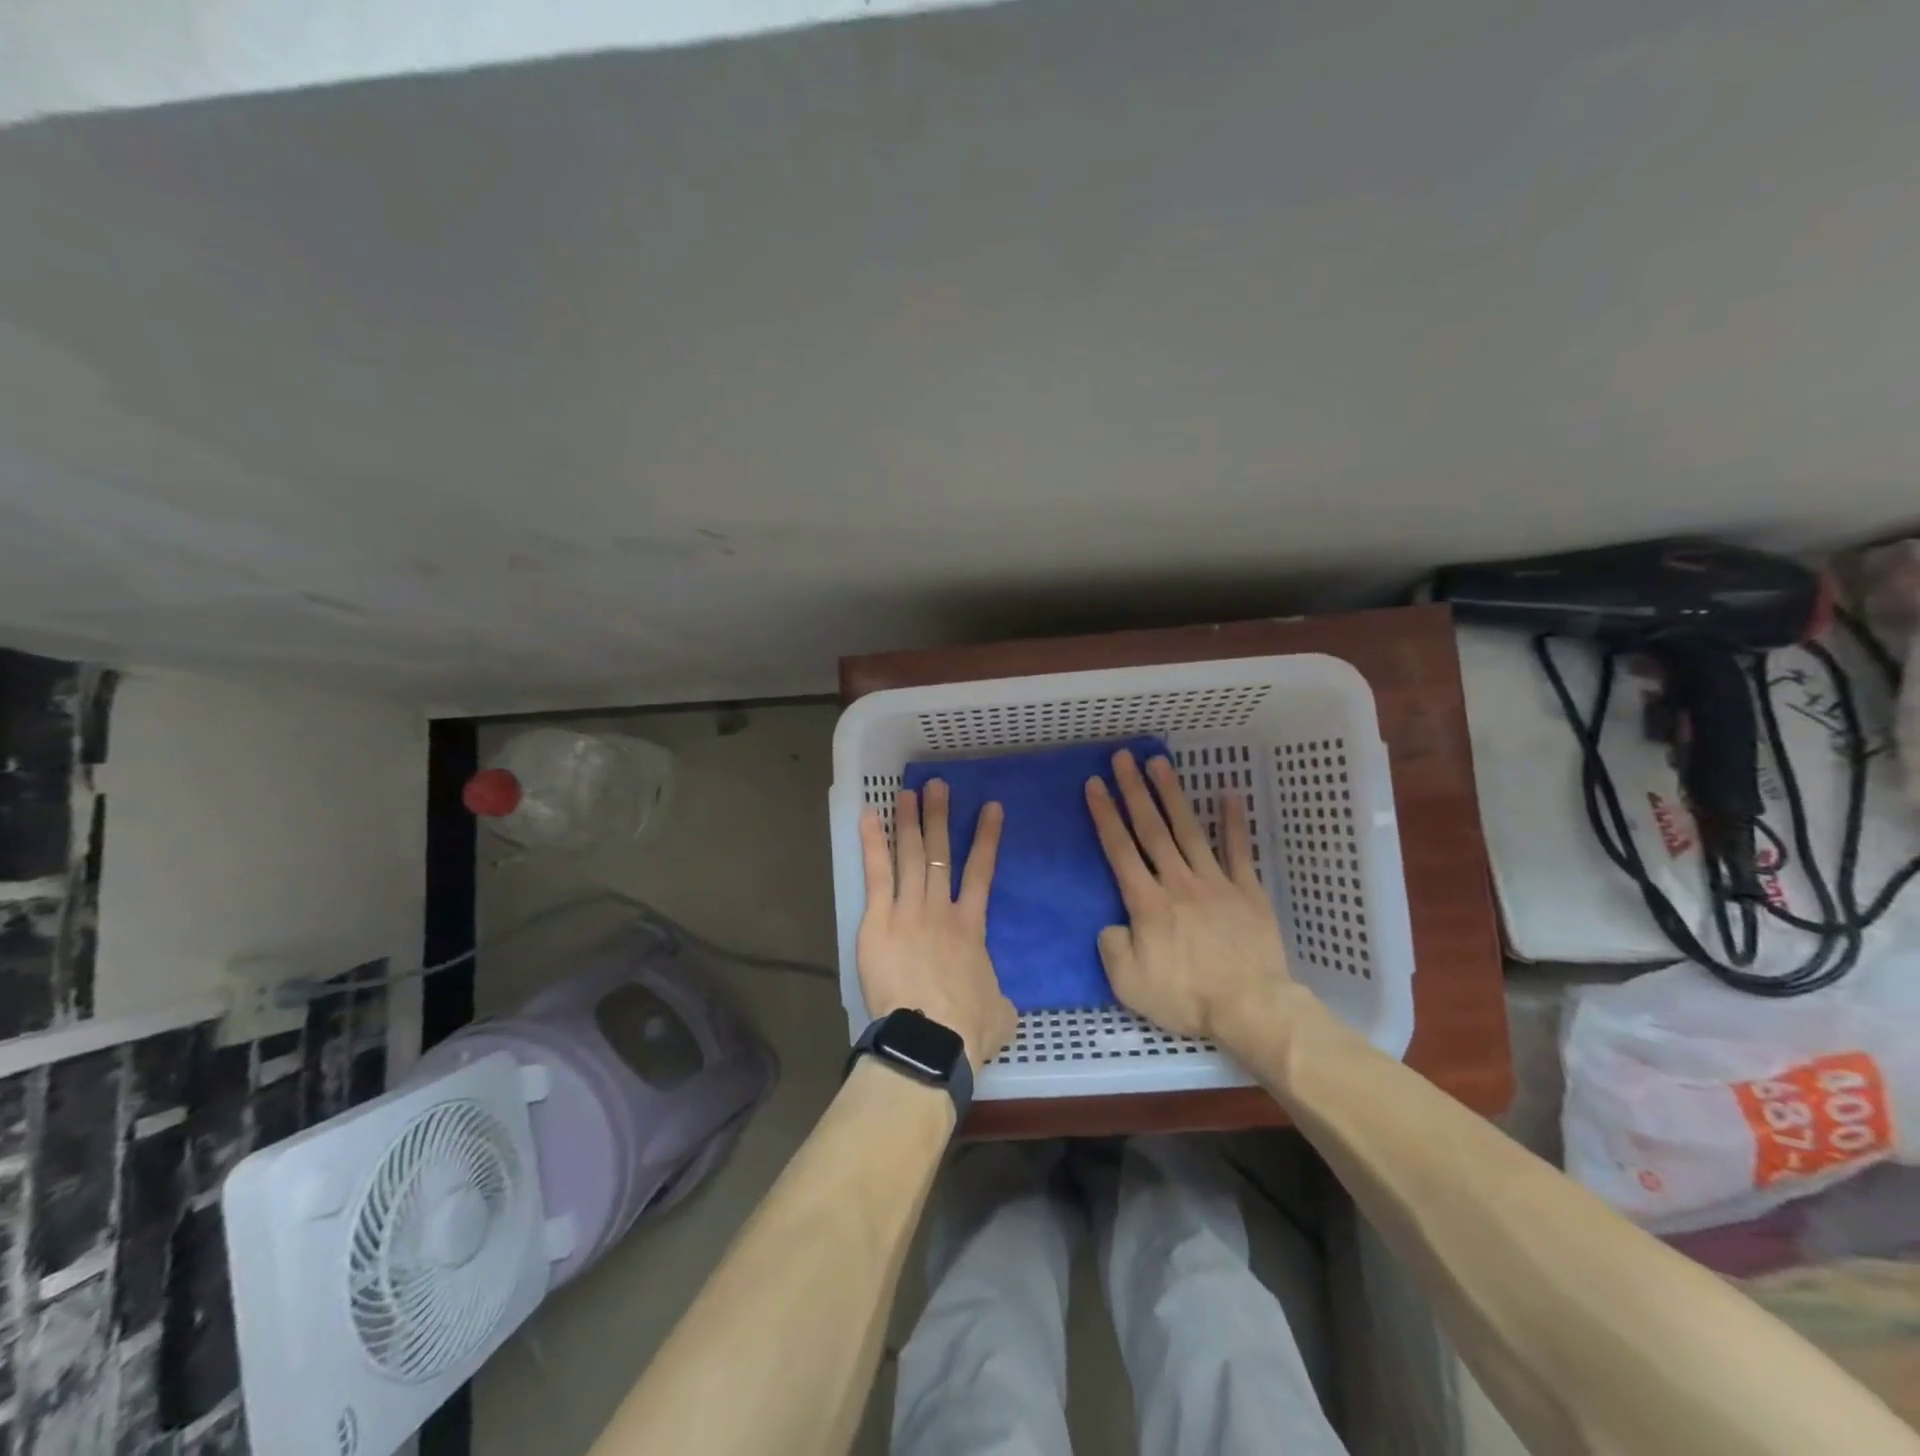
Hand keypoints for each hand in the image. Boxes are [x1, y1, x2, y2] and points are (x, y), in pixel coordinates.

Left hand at [856, 780, 1015, 1071]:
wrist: (931, 1039)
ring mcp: (908, 911)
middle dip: (939, 817)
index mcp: (971, 928)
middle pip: (940, 854)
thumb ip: (998, 998)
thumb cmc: (967, 1029)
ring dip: (909, 822)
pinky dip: (873, 843)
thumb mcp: (999, 1013)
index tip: (991, 808)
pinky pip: (876, 874)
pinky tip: (868, 816)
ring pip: (910, 856)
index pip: (981, 873)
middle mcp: (940, 910)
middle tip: (937, 786)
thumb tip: (998, 1002)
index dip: (986, 839)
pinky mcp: (879, 920)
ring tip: (907, 792)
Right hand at [1085, 749, 1305, 1047]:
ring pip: (1188, 830)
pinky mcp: (1246, 891)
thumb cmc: (1186, 997)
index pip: (1119, 849)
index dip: (1105, 814)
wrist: (1250, 1007)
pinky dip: (1233, 822)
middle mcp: (1177, 881)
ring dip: (1172, 794)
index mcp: (1146, 902)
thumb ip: (1111, 947)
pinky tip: (1228, 794)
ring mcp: (1215, 882)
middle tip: (1123, 757)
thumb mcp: (1128, 983)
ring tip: (1159, 763)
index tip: (1095, 784)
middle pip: (1151, 829)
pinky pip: (1238, 850)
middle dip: (1134, 790)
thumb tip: (1112, 924)